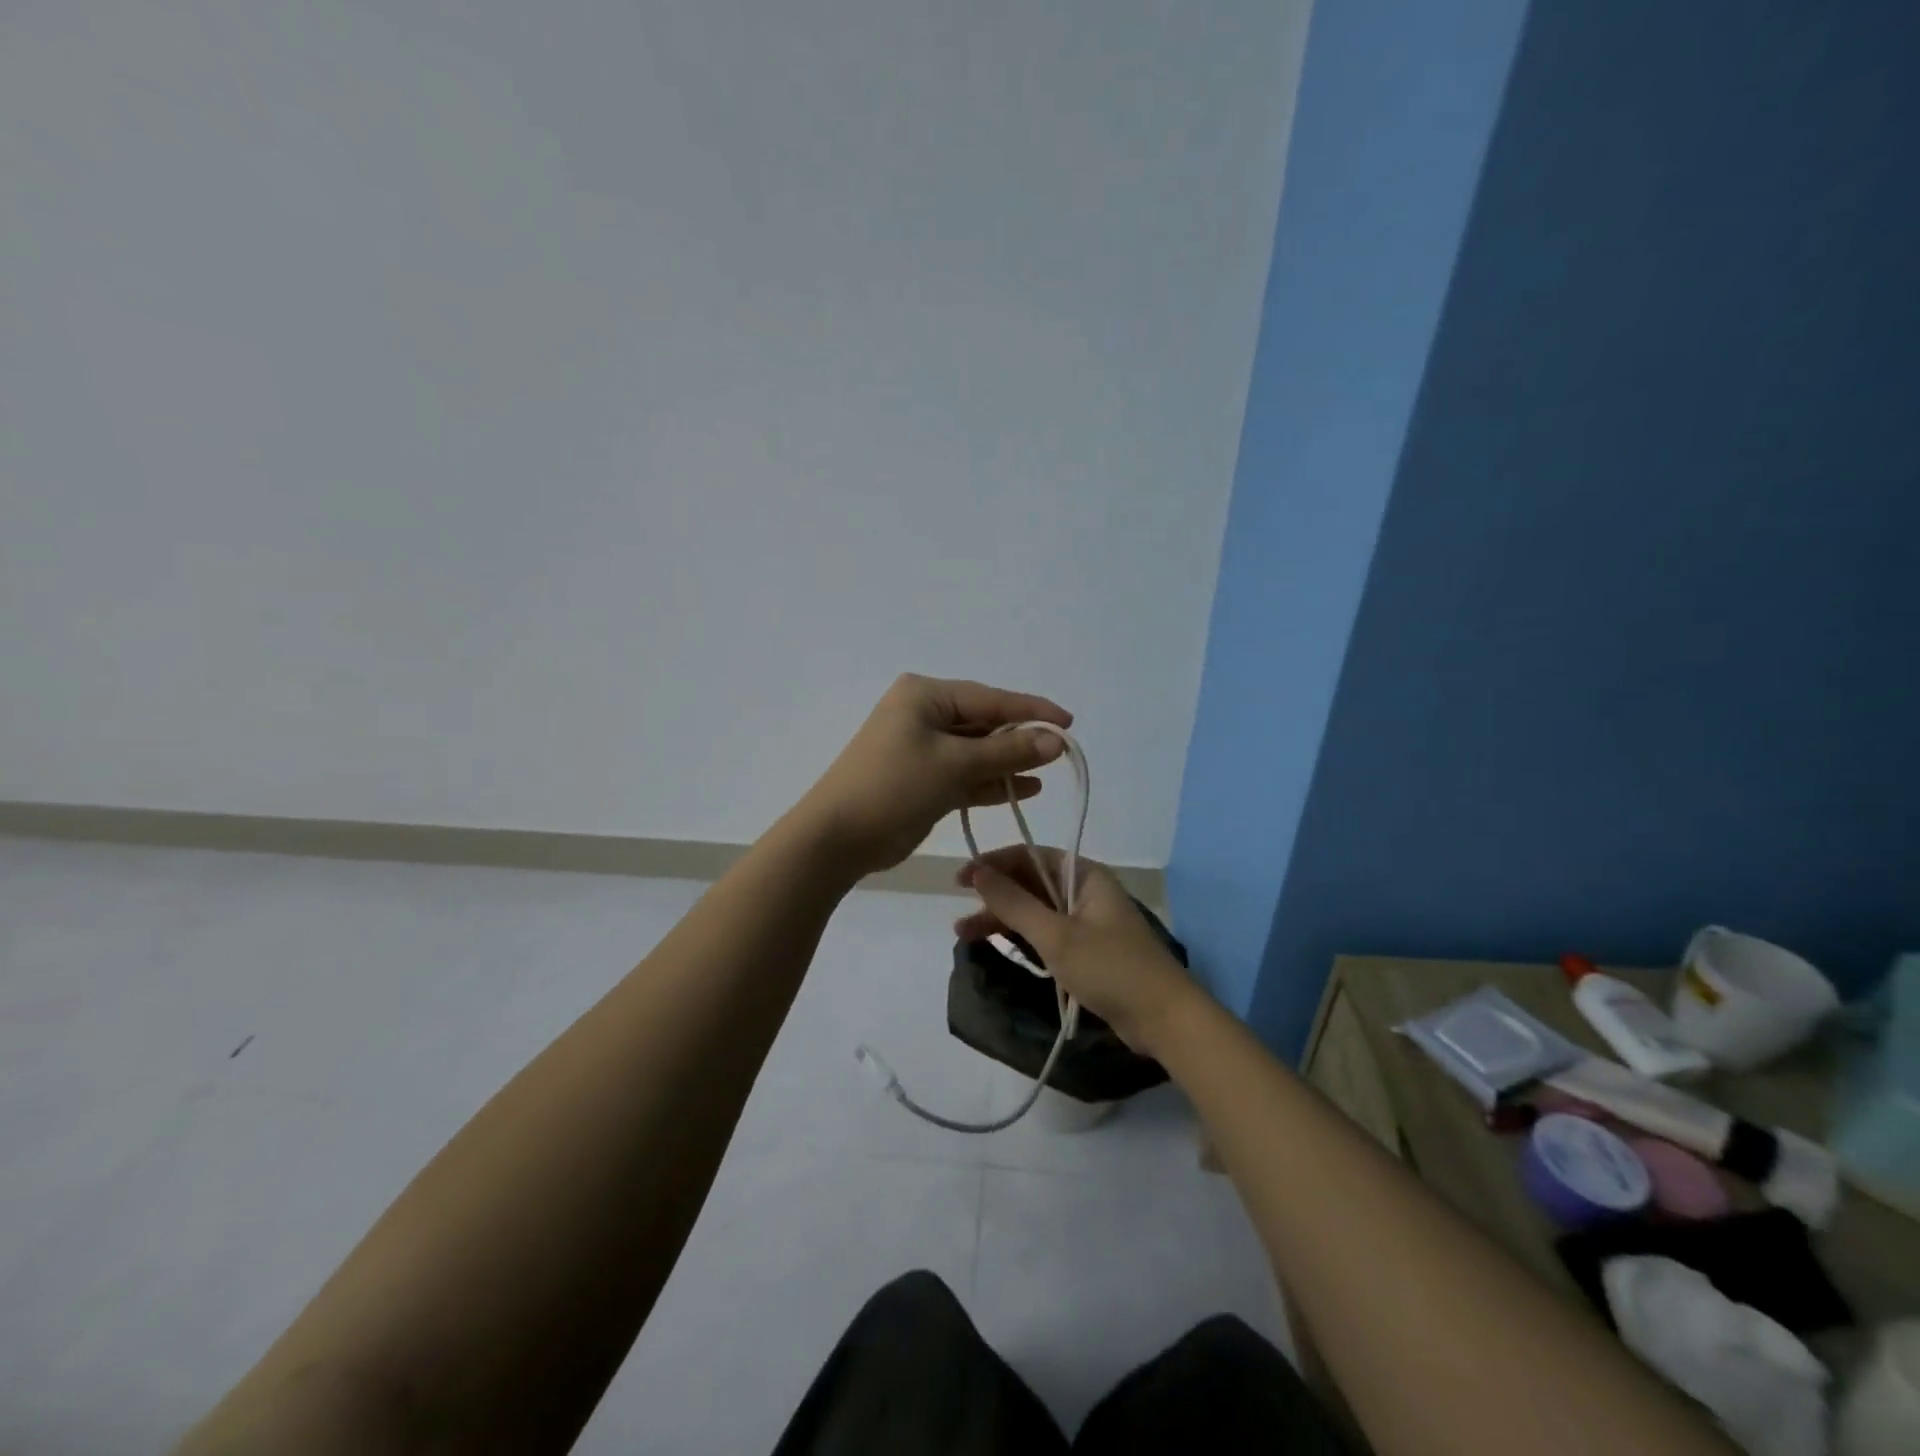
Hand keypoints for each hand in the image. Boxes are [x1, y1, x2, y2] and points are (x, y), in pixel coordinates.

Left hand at [795, 674, 1073, 877]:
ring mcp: (921, 748)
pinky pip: (965, 774)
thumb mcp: (955, 765)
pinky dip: (990, 781)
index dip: (1032, 711)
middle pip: (984, 723)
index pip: (990, 698)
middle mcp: (923, 715)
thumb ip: (1007, 752)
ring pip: (976, 751)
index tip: (1069, 723)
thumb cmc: (894, 787)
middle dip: (1020, 739)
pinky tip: (1024, 789)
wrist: (837, 838)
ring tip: (1046, 773)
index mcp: (925, 696)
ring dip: (1008, 762)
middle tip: (1061, 754)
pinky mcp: (922, 779)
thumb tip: (1056, 741)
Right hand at [954, 846, 1206, 1056]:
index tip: (961, 879)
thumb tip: (978, 871)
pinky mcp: (1085, 950)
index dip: (993, 863)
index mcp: (1085, 875)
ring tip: (964, 935)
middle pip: (1030, 883)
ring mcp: (1086, 922)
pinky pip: (1044, 933)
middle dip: (994, 896)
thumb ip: (1014, 903)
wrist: (1164, 1019)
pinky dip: (1020, 937)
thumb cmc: (1111, 968)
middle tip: (958, 912)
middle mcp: (1085, 892)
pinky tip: (995, 945)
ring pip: (1034, 911)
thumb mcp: (1056, 935)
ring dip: (1002, 919)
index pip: (1030, 856)